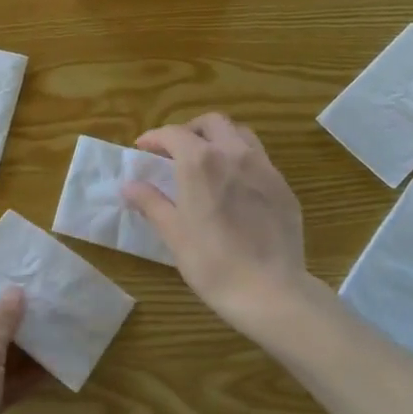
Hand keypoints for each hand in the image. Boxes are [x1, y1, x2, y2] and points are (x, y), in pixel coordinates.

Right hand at [123, 113, 314, 334]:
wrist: (270, 290)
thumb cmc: (212, 262)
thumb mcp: (173, 233)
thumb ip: (151, 202)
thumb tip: (129, 186)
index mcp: (201, 162)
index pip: (173, 134)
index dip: (154, 138)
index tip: (143, 149)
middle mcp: (234, 153)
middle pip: (211, 123)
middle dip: (190, 130)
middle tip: (176, 152)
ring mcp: (264, 168)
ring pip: (240, 134)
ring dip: (219, 139)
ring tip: (208, 162)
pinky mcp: (283, 186)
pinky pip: (260, 159)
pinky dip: (241, 160)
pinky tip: (235, 187)